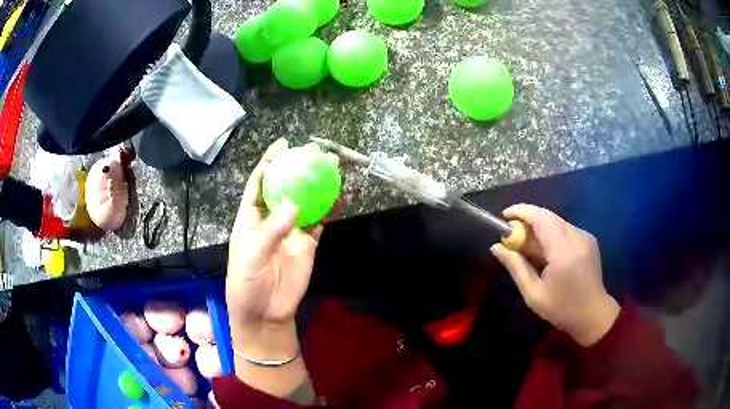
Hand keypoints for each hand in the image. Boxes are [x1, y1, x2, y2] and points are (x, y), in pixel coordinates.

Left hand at [226, 138, 322, 357]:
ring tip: (332, 167)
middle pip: (286, 188)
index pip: (259, 184)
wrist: (265, 314)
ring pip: (306, 202)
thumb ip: (271, 231)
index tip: (283, 145)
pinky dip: (328, 210)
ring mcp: (291, 232)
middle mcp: (272, 220)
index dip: (269, 163)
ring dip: (318, 186)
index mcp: (251, 218)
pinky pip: (319, 223)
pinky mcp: (307, 245)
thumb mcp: (251, 257)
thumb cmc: (246, 284)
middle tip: (314, 151)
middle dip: (298, 168)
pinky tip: (338, 197)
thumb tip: (294, 205)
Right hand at [491, 204, 619, 346]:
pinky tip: (545, 251)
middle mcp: (577, 237)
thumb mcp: (533, 294)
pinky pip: (565, 228)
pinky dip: (551, 233)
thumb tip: (496, 248)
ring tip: (527, 246)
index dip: (521, 212)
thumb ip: (516, 267)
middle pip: (548, 216)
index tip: (504, 216)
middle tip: (512, 235)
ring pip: (556, 221)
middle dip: (527, 219)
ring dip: (539, 227)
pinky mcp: (588, 239)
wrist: (593, 314)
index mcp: (563, 252)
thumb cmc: (562, 309)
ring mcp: (585, 236)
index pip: (541, 218)